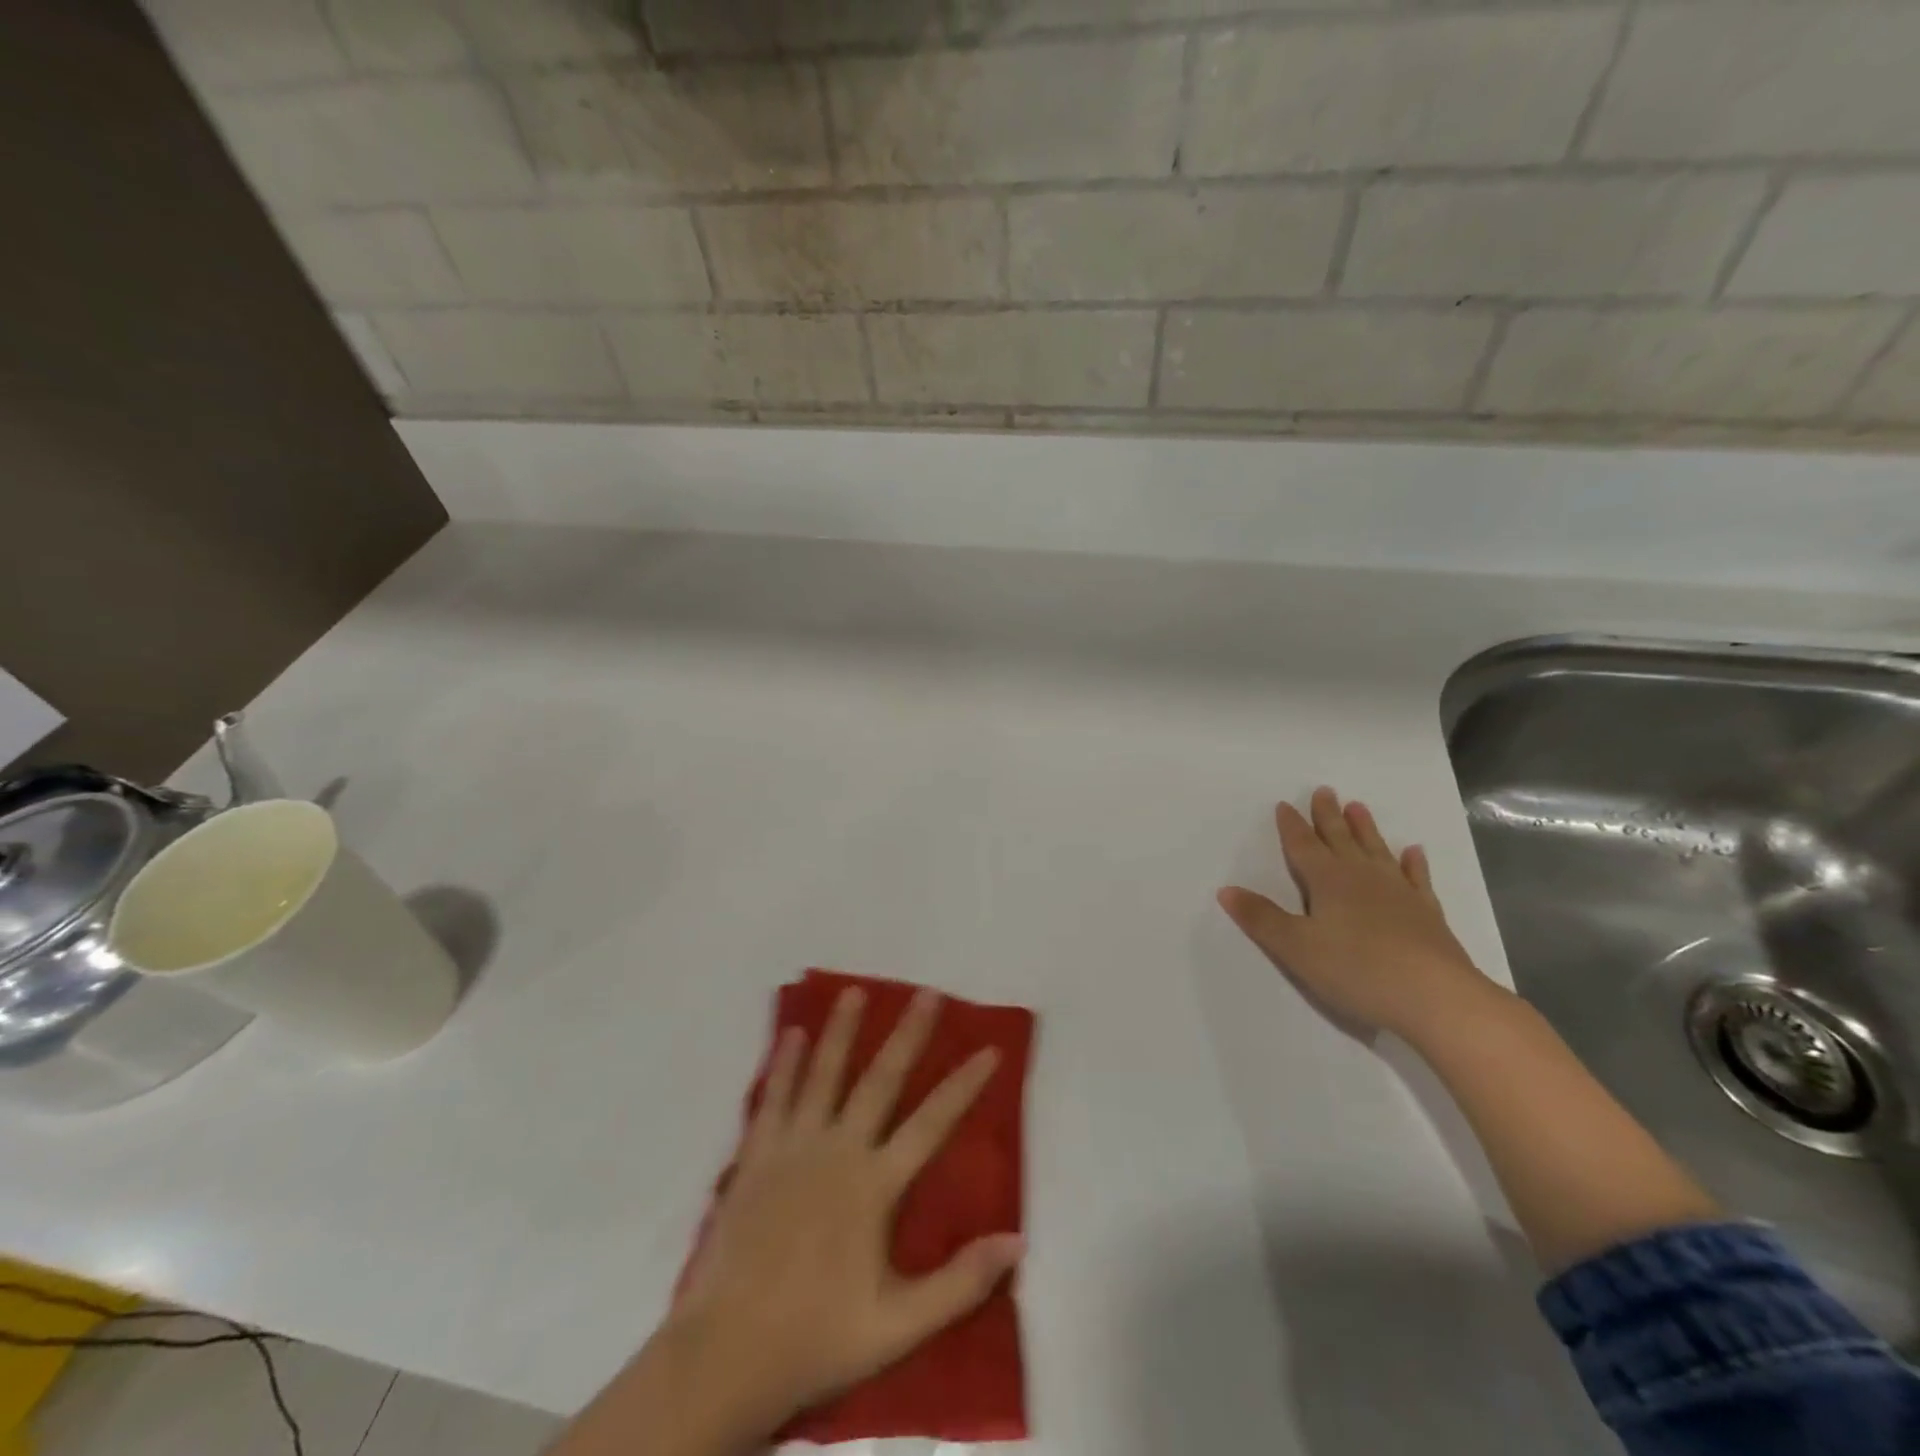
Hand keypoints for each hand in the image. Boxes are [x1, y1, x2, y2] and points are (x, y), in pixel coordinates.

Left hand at [665, 986, 1022, 1432]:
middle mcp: (837, 1150)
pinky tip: (791, 1034)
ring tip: (855, 992)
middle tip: (927, 993)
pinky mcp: (757, 1155)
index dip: (964, 1084)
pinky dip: (784, 1063)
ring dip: (842, 1031)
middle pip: (880, 1080)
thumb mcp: (898, 1326)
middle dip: (908, 1035)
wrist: (726, 1353)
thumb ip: (960, 1282)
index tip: (990, 1049)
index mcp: (874, 1185)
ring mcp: (794, 1147)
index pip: (932, 1123)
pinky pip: (774, 1098)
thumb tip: (1018, 1242)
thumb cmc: (817, 1336)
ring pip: (823, 1074)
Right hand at [1217, 787, 1504, 1042]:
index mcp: (1328, 881)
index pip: (1303, 846)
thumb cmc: (1356, 970)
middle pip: (1340, 839)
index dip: (1292, 826)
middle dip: (1328, 816)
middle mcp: (1362, 877)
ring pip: (1376, 851)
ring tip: (1358, 807)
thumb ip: (1260, 918)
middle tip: (1324, 791)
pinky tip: (1414, 852)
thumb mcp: (1295, 947)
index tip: (1284, 805)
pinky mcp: (1427, 914)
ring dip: (1365, 829)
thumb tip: (1225, 889)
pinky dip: (1413, 864)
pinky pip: (1417, 879)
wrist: (1435, 997)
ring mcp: (1399, 893)